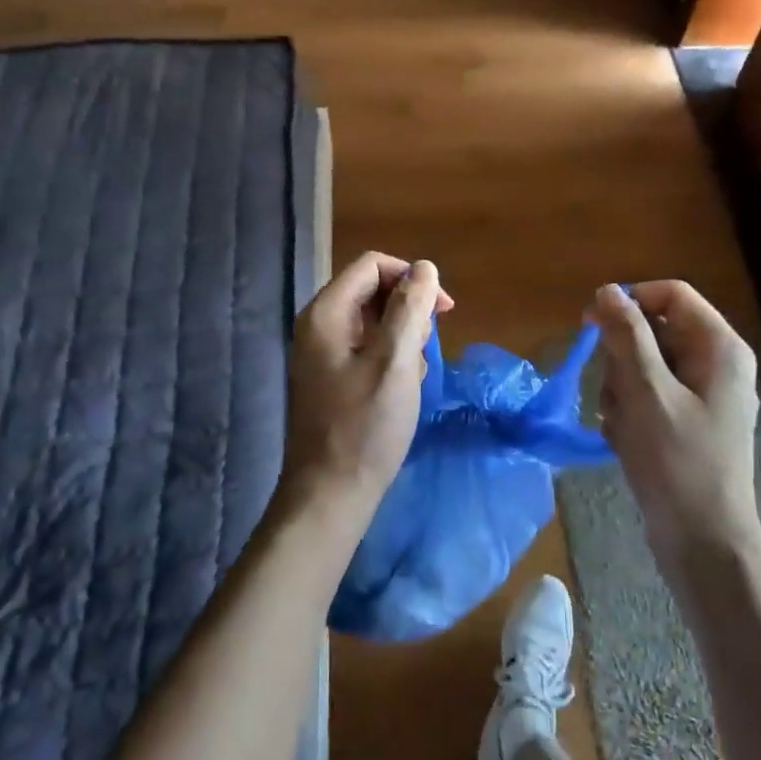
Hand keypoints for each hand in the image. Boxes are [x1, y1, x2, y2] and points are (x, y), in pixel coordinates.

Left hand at [279, 253, 452, 532]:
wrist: (329, 495)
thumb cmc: (365, 427)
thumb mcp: (395, 362)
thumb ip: (410, 308)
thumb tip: (424, 267)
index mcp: (326, 313)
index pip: (372, 265)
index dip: (411, 277)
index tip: (443, 309)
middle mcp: (317, 325)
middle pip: (371, 290)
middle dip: (408, 310)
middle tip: (427, 348)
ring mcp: (320, 353)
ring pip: (371, 321)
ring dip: (402, 336)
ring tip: (416, 373)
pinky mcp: (329, 377)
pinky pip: (365, 348)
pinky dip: (389, 357)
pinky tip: (403, 387)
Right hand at [590, 281, 760, 584]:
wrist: (703, 544)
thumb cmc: (677, 463)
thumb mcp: (646, 392)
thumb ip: (627, 336)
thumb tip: (608, 290)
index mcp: (719, 347)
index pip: (670, 294)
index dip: (629, 302)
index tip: (591, 326)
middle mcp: (715, 363)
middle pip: (653, 330)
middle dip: (622, 359)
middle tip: (616, 395)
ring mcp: (702, 395)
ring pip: (643, 365)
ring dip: (620, 390)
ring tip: (622, 426)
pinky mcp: (687, 421)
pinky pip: (647, 395)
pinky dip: (629, 412)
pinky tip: (626, 440)